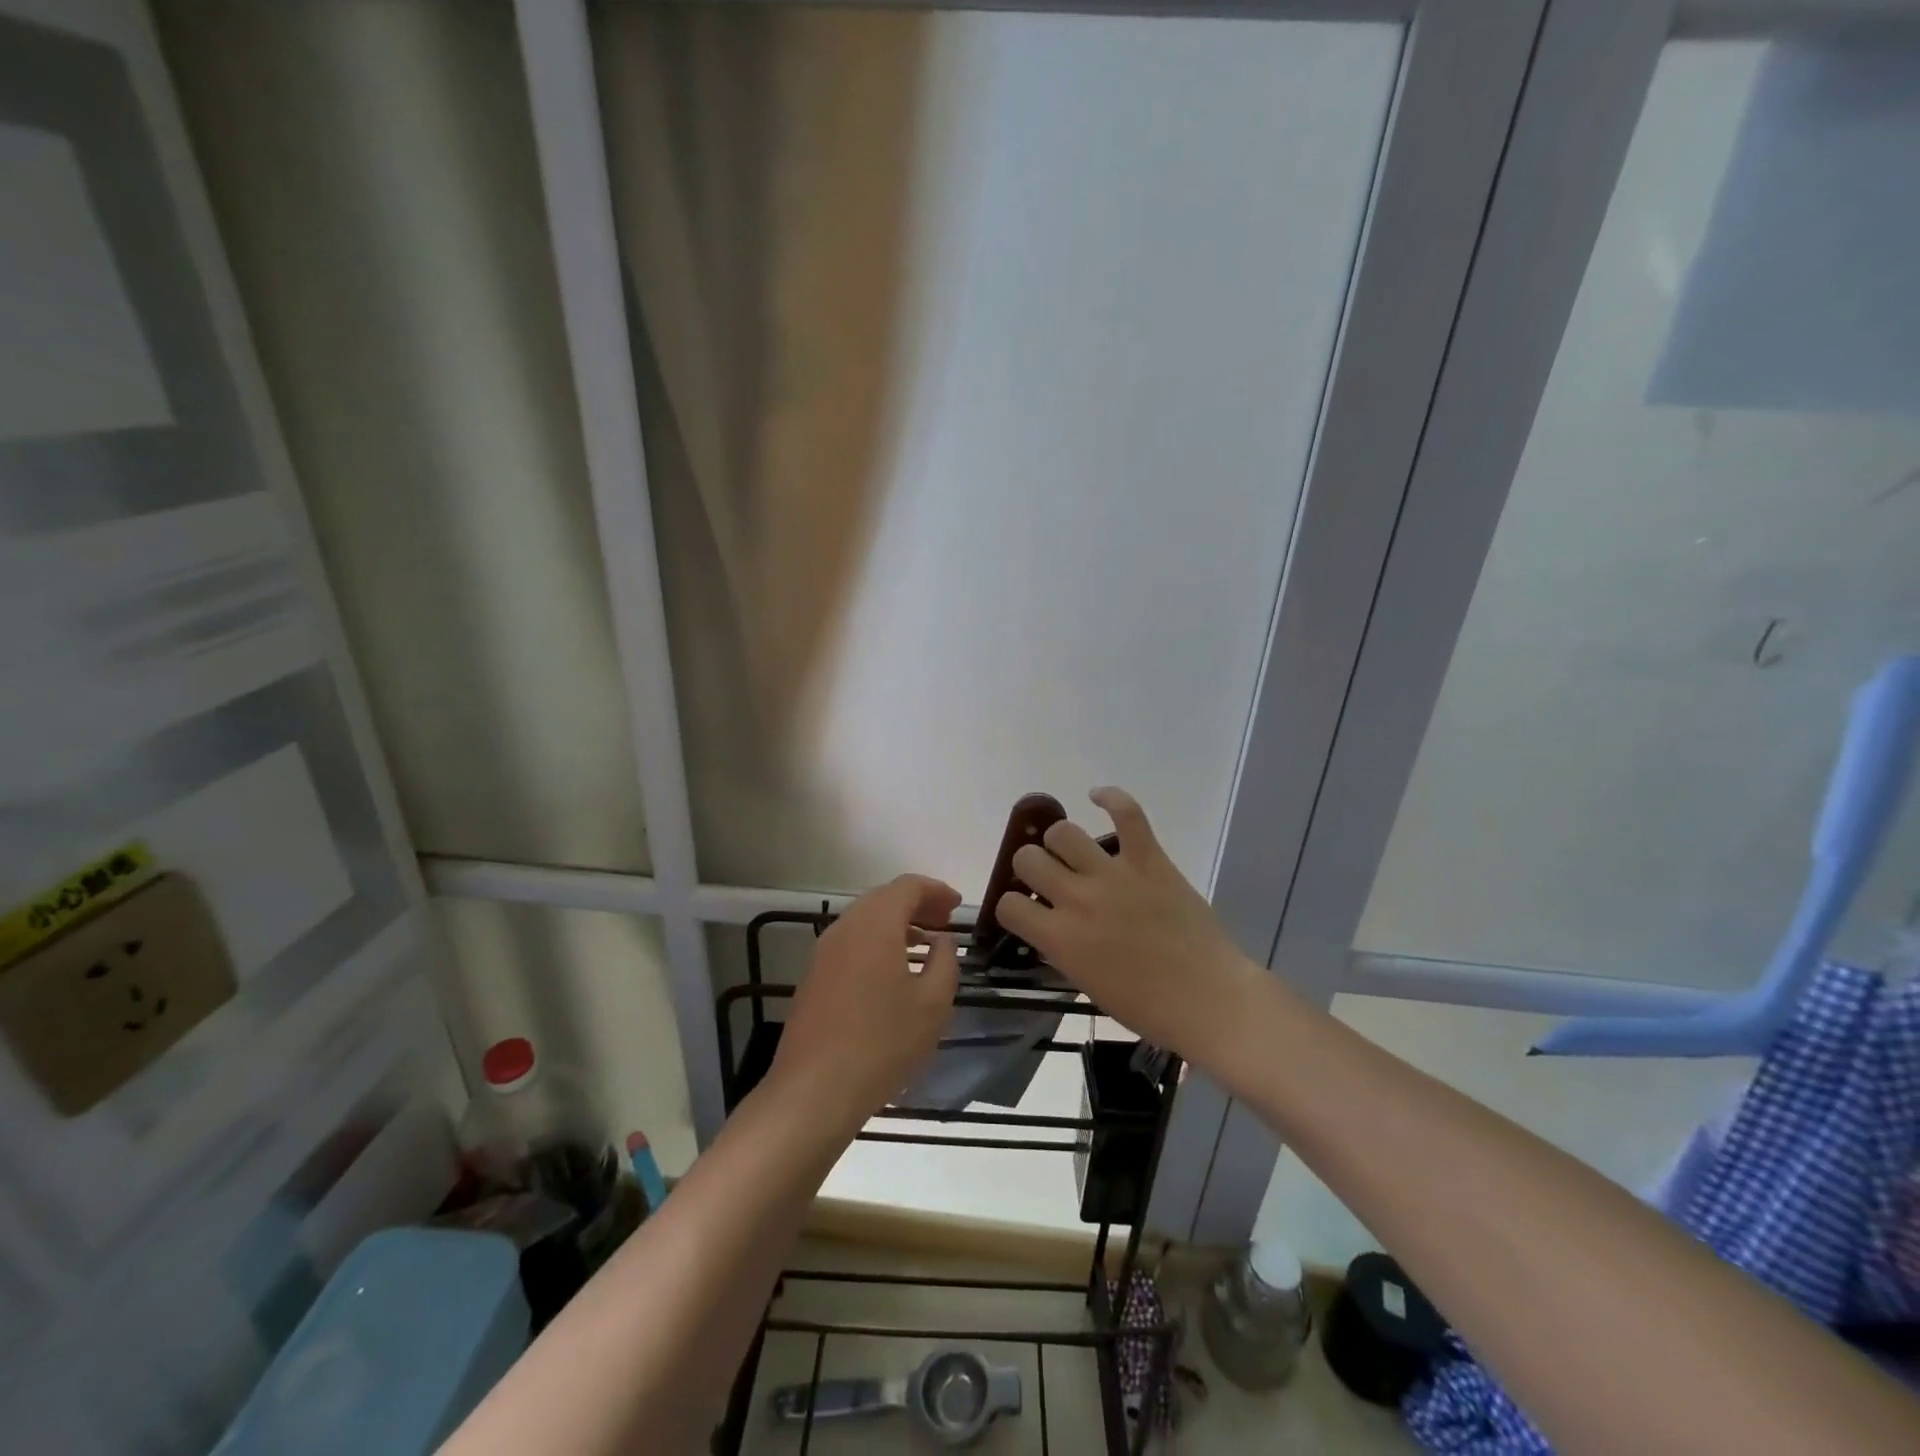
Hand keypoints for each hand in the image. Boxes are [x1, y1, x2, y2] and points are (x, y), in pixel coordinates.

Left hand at [767, 874, 961, 1133]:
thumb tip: (942, 941)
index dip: (936, 890)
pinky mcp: (813, 978)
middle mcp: (845, 928)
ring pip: (865, 922)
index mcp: (875, 924)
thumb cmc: (882, 1043)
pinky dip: (877, 945)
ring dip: (896, 926)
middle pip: (883, 899)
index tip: (958, 906)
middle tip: (944, 924)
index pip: (907, 886)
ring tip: (924, 947)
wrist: (814, 1091)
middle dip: (916, 905)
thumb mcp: (932, 1004)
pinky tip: (893, 974)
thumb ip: (944, 962)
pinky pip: (851, 944)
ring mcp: (823, 953)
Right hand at [997, 788, 1260, 1064]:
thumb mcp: (1086, 984)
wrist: (1207, 999)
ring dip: (1060, 842)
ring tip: (1072, 852)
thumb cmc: (1146, 1006)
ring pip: (1063, 832)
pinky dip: (1110, 798)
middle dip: (1030, 868)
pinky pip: (1126, 812)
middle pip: (1027, 859)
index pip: (1008, 905)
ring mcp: (1113, 874)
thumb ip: (1060, 950)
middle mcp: (1077, 898)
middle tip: (1049, 879)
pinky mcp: (1149, 858)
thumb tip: (1049, 926)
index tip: (1026, 911)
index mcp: (1059, 938)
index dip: (1012, 907)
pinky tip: (1097, 797)